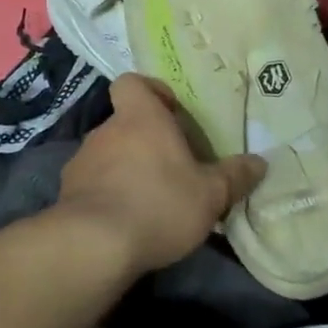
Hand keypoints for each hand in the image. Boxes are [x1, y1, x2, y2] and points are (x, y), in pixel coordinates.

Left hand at [53, 75, 266, 273]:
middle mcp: (106, 130)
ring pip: (109, 154)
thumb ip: (235, 176)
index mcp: (140, 117)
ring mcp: (82, 161)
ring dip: (127, 169)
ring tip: (151, 199)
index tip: (171, 113)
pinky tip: (126, 221)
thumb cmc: (159, 204)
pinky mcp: (67, 193)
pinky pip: (93, 184)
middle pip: (126, 122)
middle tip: (173, 167)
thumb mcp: (210, 194)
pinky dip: (108, 194)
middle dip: (147, 140)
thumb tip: (260, 163)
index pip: (132, 82)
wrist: (93, 245)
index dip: (150, 92)